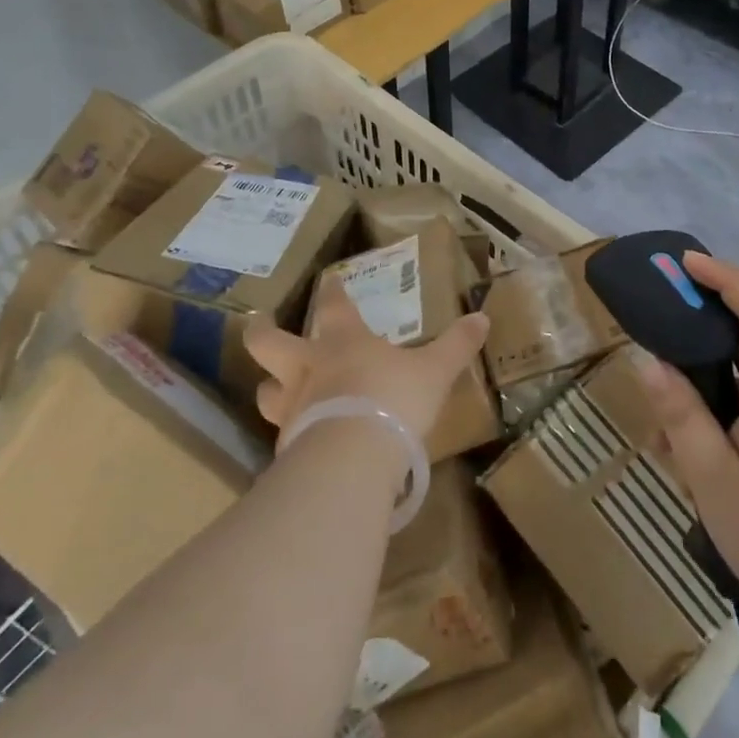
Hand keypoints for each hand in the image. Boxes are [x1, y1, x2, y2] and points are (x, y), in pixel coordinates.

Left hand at [245, 277, 488, 447]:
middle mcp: (310, 368)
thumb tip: (483, 317)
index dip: (333, 291)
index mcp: (344, 341)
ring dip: (268, 387)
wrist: (352, 457)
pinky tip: (297, 441)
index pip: (334, 306)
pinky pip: (282, 434)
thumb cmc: (394, 399)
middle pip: (269, 343)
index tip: (330, 280)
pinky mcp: (288, 446)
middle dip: (261, 331)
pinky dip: (288, 433)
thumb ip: (456, 345)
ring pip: (266, 391)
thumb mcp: (434, 370)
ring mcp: (293, 407)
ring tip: (271, 387)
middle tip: (255, 324)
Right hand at [639, 252, 738, 609]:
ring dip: (708, 392)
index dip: (727, 277)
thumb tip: (650, 360)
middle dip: (702, 336)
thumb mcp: (711, 478)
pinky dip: (725, 420)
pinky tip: (698, 468)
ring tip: (666, 441)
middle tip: (658, 355)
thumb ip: (681, 415)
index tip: (687, 264)